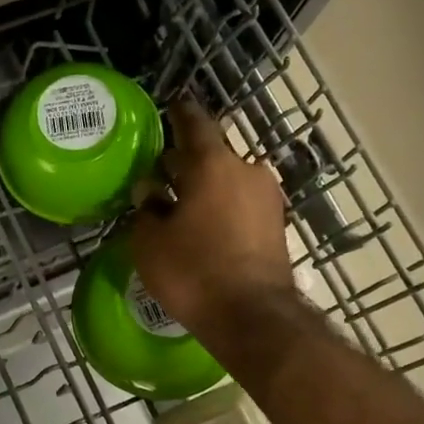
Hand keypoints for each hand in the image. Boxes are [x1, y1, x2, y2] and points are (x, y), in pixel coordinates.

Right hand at [131, 99, 294, 342]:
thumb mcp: (150, 242)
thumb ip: (147, 209)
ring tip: (178, 204)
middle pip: (212, 154)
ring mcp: (267, 198)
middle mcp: (246, 171)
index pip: (194, 124)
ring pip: (227, 181)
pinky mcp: (276, 226)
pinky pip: (240, 204)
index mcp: (213, 164)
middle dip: (185, 161)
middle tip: (160, 171)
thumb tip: (151, 193)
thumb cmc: (194, 271)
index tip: (170, 106)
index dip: (179, 114)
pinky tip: (201, 226)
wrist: (252, 316)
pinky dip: (220, 207)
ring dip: (204, 187)